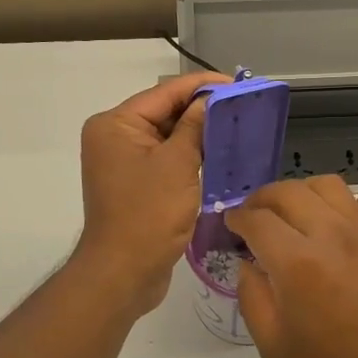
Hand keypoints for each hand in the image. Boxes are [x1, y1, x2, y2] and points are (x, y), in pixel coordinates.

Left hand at [73, 71, 229, 315]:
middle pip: (164, 112)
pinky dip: (189, 155)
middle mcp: (114, 137)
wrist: (124, 274)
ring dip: (198, 132)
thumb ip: (195, 126)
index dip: (201, 86)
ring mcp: (123, 162)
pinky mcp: (135, 183)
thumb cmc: (148, 214)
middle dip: (201, 109)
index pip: (164, 93)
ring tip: (236, 126)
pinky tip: (217, 153)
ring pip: (167, 136)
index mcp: (115, 124)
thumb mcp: (178, 164)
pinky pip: (165, 158)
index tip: (236, 84)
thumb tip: (211, 100)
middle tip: (242, 106)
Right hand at [228, 177, 357, 357]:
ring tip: (297, 212)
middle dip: (262, 199)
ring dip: (305, 191)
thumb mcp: (273, 347)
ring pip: (330, 185)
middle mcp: (332, 235)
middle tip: (255, 217)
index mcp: (297, 262)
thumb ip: (251, 297)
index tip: (231, 225)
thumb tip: (248, 264)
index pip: (257, 219)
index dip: (236, 218)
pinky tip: (356, 214)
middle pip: (288, 192)